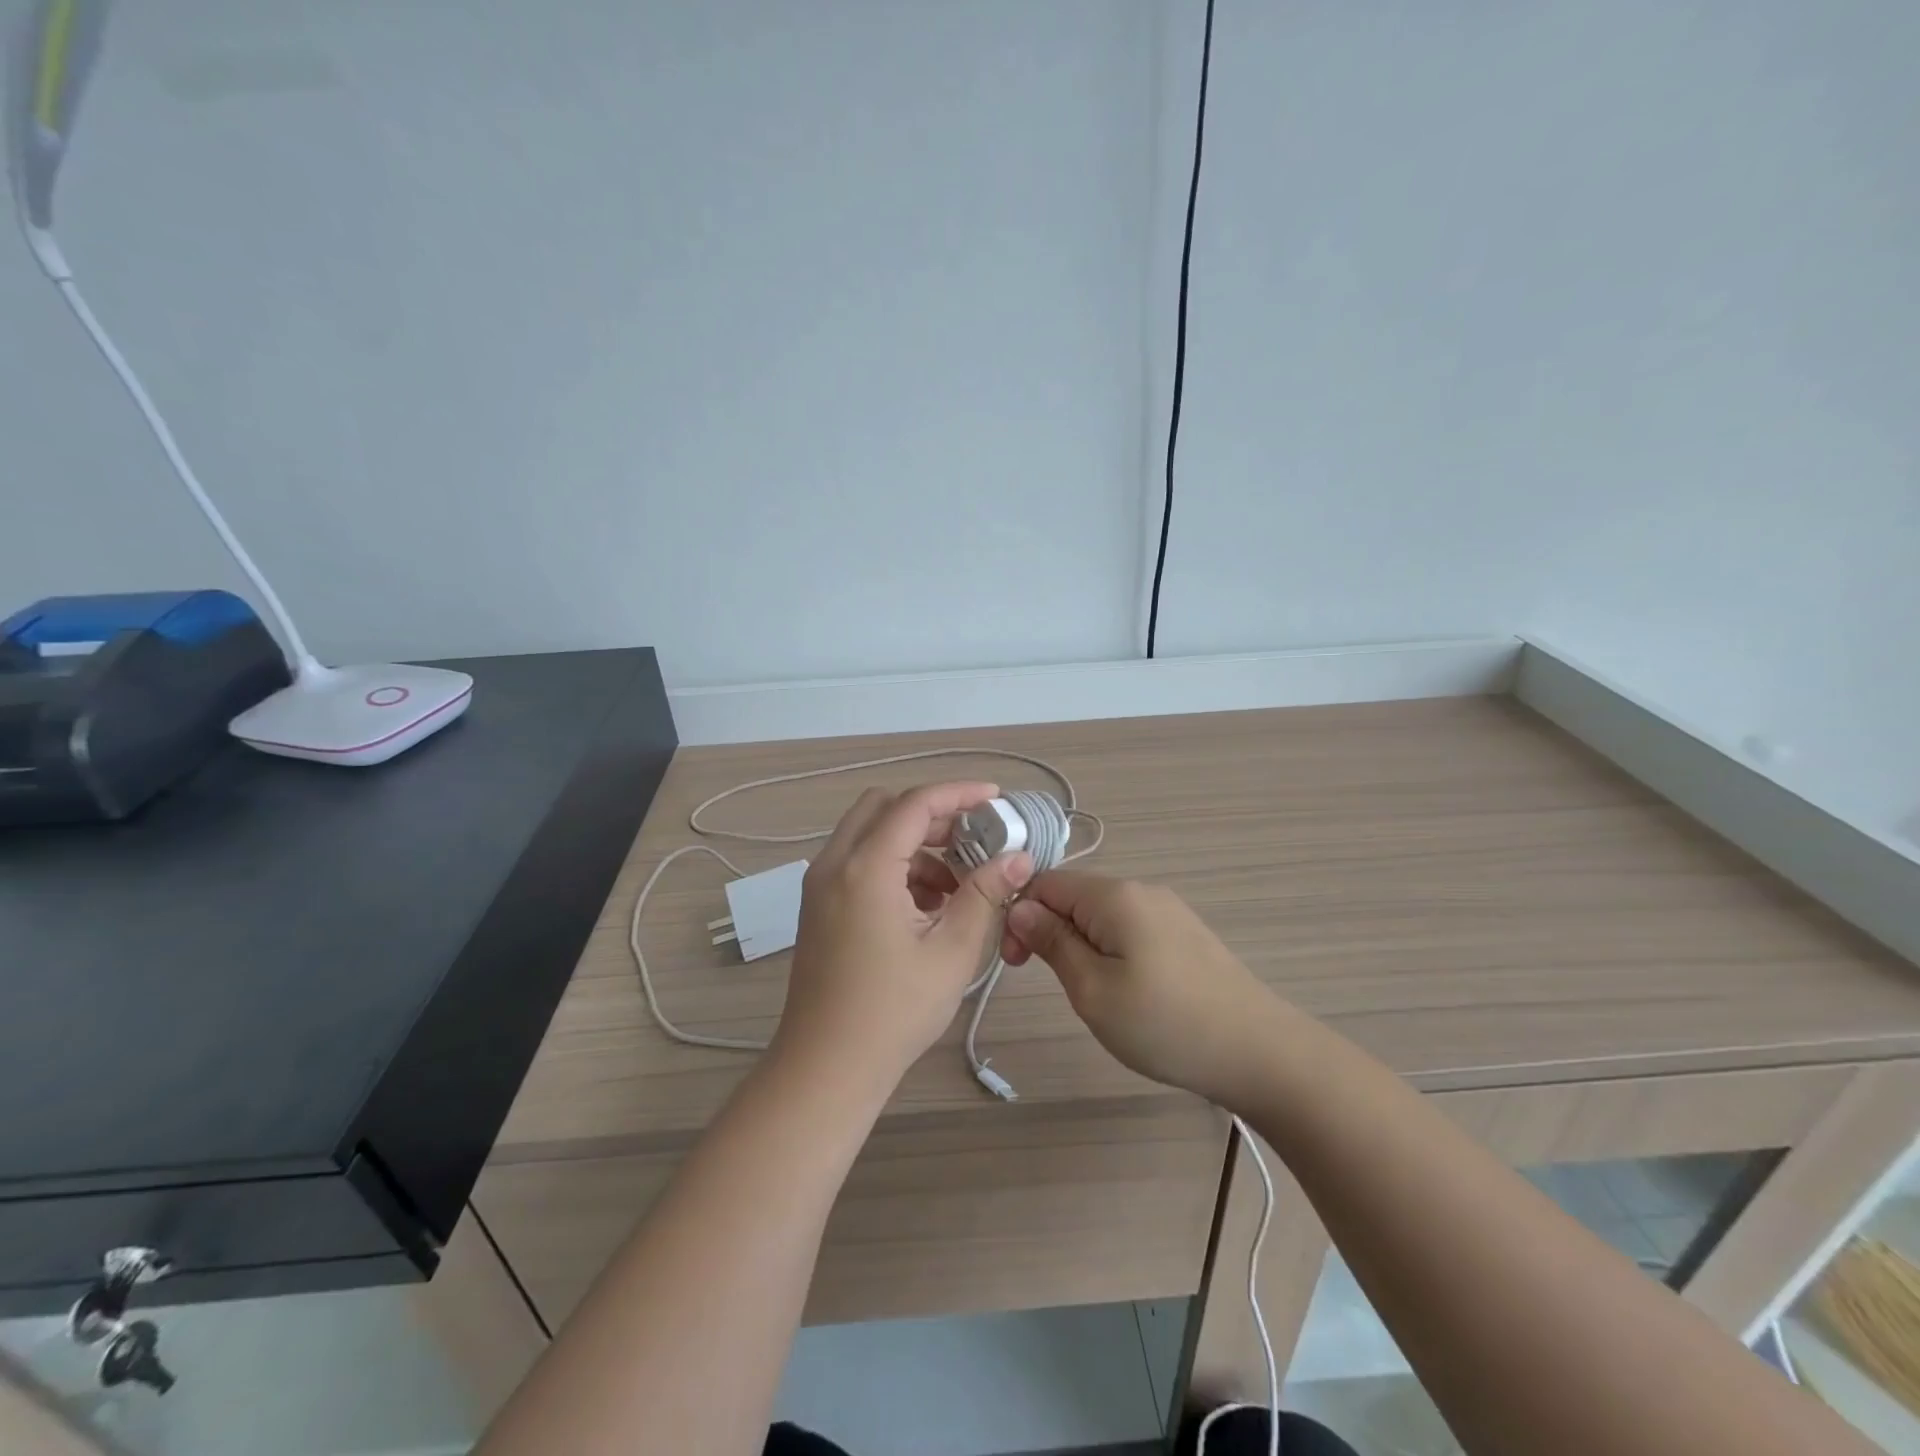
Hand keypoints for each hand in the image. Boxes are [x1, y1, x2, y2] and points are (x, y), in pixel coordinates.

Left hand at [774, 782, 1032, 1094]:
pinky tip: (925, 906)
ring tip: (955, 885)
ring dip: (913, 843)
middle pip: (884, 807)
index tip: (996, 799)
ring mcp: (819, 884)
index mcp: (866, 868)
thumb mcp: (951, 951)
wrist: (826, 1067)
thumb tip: (1018, 858)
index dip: (959, 794)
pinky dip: (893, 865)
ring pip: (869, 833)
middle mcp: (834, 863)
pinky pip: (857, 861)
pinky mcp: (818, 905)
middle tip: (973, 839)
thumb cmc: (893, 1012)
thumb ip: (985, 894)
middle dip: (932, 814)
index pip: (915, 804)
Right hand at [1002, 870, 1280, 1105]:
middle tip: (1050, 983)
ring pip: (1101, 914)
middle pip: (1074, 896)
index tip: (1015, 962)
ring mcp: (1168, 910)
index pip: (1045, 883)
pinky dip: (1110, 950)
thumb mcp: (1092, 989)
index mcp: (1114, 895)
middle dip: (1050, 930)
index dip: (1020, 915)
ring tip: (1088, 992)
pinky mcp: (1185, 933)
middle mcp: (1142, 890)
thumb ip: (1052, 942)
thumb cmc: (1165, 1024)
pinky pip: (1130, 928)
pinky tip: (1124, 988)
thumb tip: (1019, 908)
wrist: (1260, 1052)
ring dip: (1080, 943)